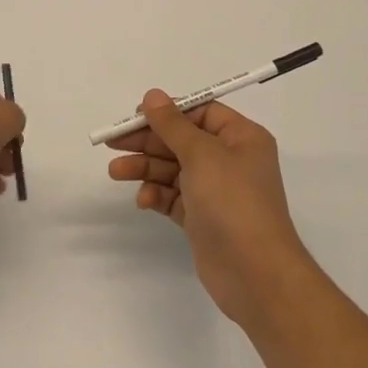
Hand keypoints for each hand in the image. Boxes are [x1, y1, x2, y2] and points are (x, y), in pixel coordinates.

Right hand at [107, 91, 315, 325]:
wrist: (255, 273)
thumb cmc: (232, 201)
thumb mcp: (201, 154)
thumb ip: (172, 124)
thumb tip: (153, 95)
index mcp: (241, 138)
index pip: (201, 113)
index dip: (168, 112)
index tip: (135, 116)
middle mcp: (231, 160)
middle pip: (182, 141)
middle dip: (148, 142)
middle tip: (112, 143)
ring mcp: (217, 191)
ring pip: (174, 170)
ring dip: (146, 168)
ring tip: (115, 172)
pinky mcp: (203, 218)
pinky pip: (174, 197)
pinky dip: (157, 195)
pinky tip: (143, 200)